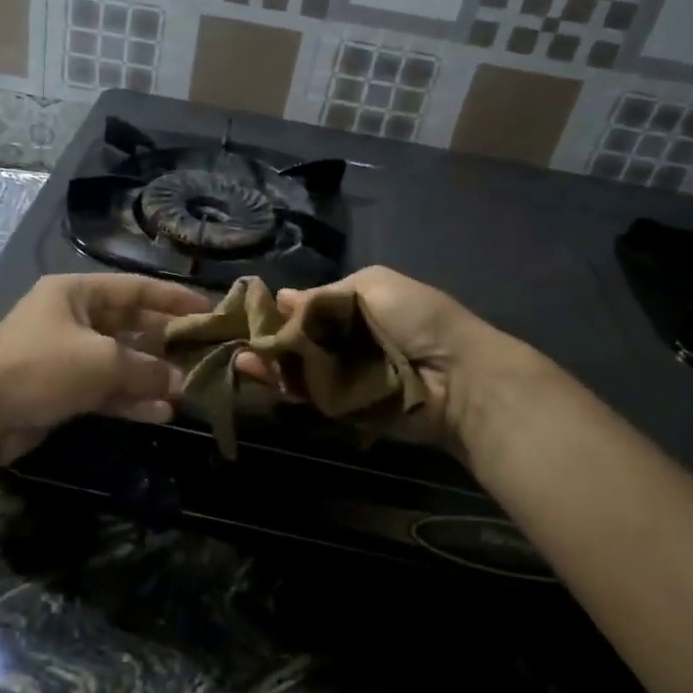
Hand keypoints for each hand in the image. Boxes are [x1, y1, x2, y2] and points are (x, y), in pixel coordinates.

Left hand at [0, 274, 208, 464]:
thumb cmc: (41, 368)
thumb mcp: (101, 362)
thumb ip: (146, 369)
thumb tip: (181, 381)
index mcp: (76, 293)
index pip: (135, 288)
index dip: (172, 298)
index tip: (207, 309)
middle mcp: (72, 318)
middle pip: (129, 324)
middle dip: (164, 341)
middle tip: (203, 352)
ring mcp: (66, 354)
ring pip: (119, 360)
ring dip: (150, 375)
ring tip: (187, 388)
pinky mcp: (62, 388)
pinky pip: (104, 388)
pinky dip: (130, 398)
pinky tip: (161, 412)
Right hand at [243, 266, 525, 453]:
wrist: (456, 374)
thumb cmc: (417, 318)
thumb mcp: (372, 285)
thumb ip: (323, 296)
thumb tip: (282, 298)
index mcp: (352, 310)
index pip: (306, 311)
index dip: (279, 312)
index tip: (249, 311)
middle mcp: (343, 343)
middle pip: (296, 341)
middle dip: (268, 339)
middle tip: (235, 337)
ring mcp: (340, 377)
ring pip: (295, 368)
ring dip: (268, 363)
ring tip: (240, 356)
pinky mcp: (340, 407)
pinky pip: (307, 394)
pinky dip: (282, 385)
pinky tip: (255, 372)